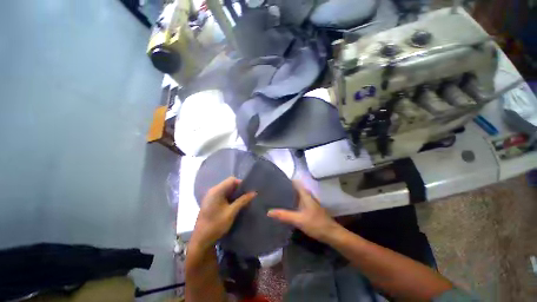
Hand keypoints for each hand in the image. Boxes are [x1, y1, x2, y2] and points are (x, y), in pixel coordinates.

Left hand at [191, 177, 256, 249]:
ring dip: (235, 194)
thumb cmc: (216, 225)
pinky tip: (235, 205)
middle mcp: (213, 191)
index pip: (232, 180)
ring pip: (226, 190)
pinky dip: (230, 198)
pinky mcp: (211, 202)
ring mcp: (211, 196)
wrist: (201, 240)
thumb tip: (254, 193)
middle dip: (239, 189)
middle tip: (247, 196)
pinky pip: (223, 195)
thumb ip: (243, 201)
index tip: (248, 191)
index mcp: (217, 190)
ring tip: (243, 200)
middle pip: (229, 184)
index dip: (241, 184)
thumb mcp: (231, 212)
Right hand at [267, 181, 340, 242]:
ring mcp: (308, 202)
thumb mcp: (298, 220)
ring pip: (296, 195)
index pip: (295, 182)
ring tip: (276, 196)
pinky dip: (291, 202)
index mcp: (305, 194)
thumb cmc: (316, 224)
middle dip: (285, 188)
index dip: (286, 180)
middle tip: (273, 190)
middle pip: (294, 188)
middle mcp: (307, 196)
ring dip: (288, 195)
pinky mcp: (308, 209)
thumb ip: (284, 215)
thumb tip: (269, 212)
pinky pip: (297, 202)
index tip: (275, 180)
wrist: (331, 234)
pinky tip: (285, 206)